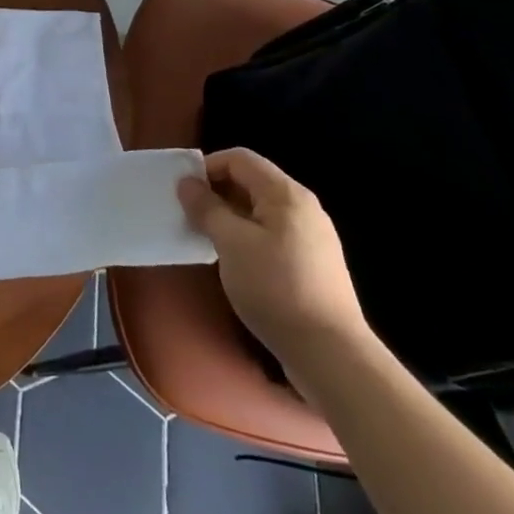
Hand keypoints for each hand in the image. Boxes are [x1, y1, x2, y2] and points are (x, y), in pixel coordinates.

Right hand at [179, 149, 371, 375]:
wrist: (330, 354)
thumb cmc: (275, 288)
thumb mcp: (230, 243)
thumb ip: (206, 208)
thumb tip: (187, 182)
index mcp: (286, 194)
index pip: (239, 159)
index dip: (207, 167)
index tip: (183, 192)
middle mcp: (303, 208)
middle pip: (251, 182)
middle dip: (216, 193)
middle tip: (189, 216)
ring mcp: (311, 237)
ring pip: (259, 210)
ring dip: (229, 217)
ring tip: (206, 239)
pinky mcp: (312, 264)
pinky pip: (271, 234)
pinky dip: (246, 237)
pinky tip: (234, 262)